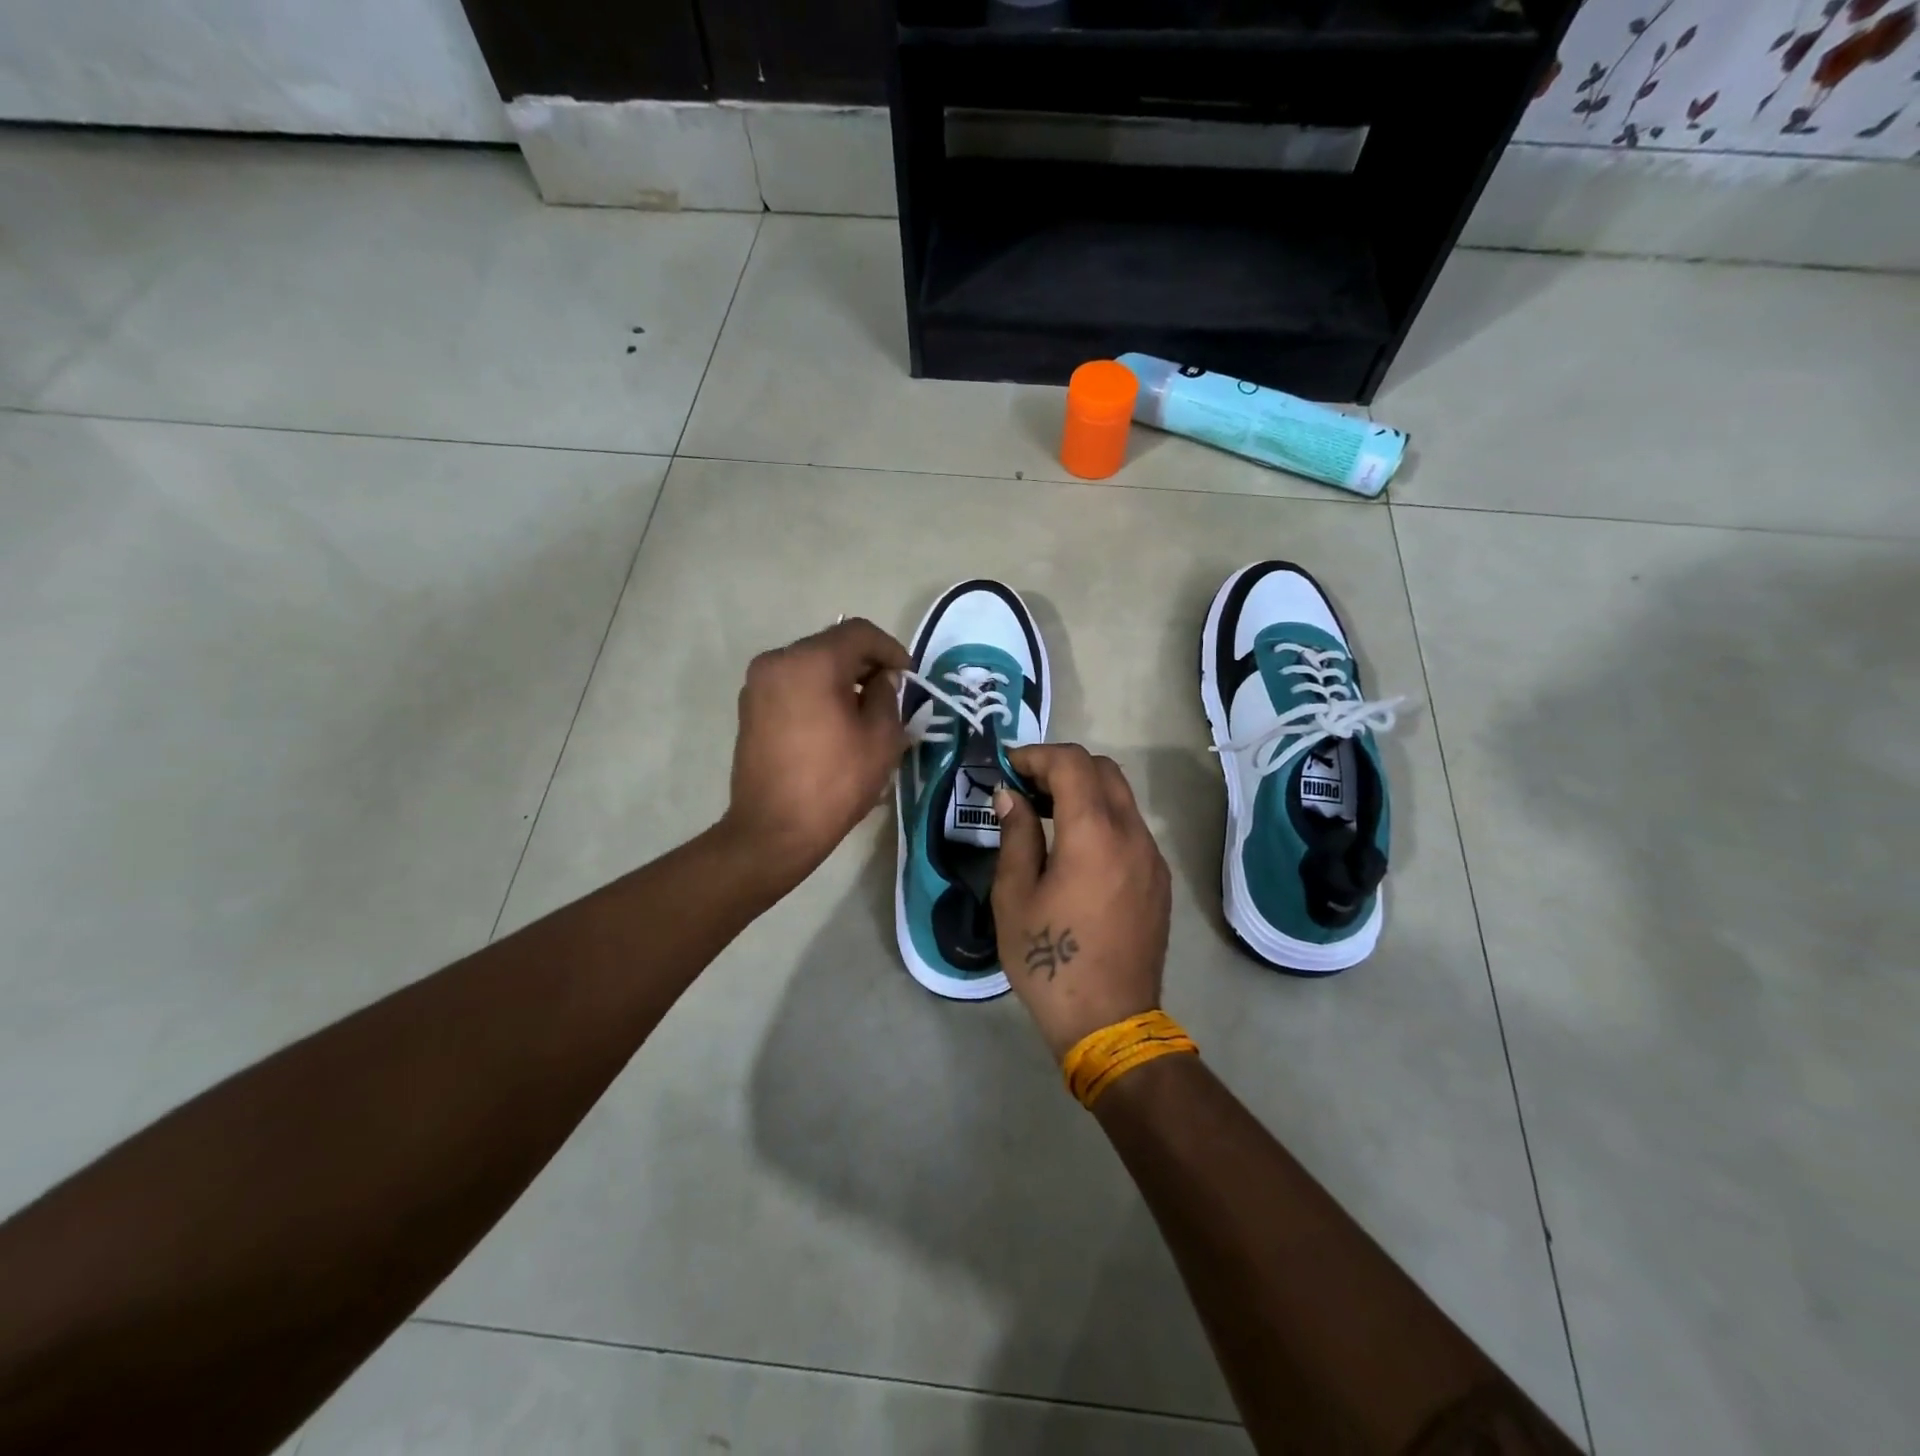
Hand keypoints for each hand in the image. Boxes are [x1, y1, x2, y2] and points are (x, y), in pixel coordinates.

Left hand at [720, 618, 910, 897]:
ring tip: (864, 708)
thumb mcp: (881, 738)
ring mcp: (758, 684)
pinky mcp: (750, 707)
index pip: (859, 633)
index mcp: (812, 661)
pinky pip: (792, 684)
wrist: (774, 829)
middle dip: (865, 662)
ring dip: (840, 677)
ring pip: (810, 664)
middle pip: (831, 645)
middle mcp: (778, 660)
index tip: (909, 675)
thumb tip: (882, 679)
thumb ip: (888, 695)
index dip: (891, 648)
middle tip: (891, 691)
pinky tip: (834, 720)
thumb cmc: (835, 782)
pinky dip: (817, 691)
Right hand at [991, 744, 1172, 1059]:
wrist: (1109, 1021)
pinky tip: (1076, 849)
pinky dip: (1103, 817)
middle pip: (1103, 770)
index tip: (1008, 768)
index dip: (1036, 755)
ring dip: (1084, 790)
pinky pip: (1131, 827)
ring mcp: (1151, 857)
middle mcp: (1131, 835)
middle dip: (1062, 766)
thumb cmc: (1049, 961)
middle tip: (1026, 787)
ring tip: (1046, 814)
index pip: (1072, 763)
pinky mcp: (1158, 879)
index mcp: (1093, 834)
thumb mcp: (1014, 897)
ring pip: (1121, 797)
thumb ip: (1015, 836)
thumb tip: (1011, 796)